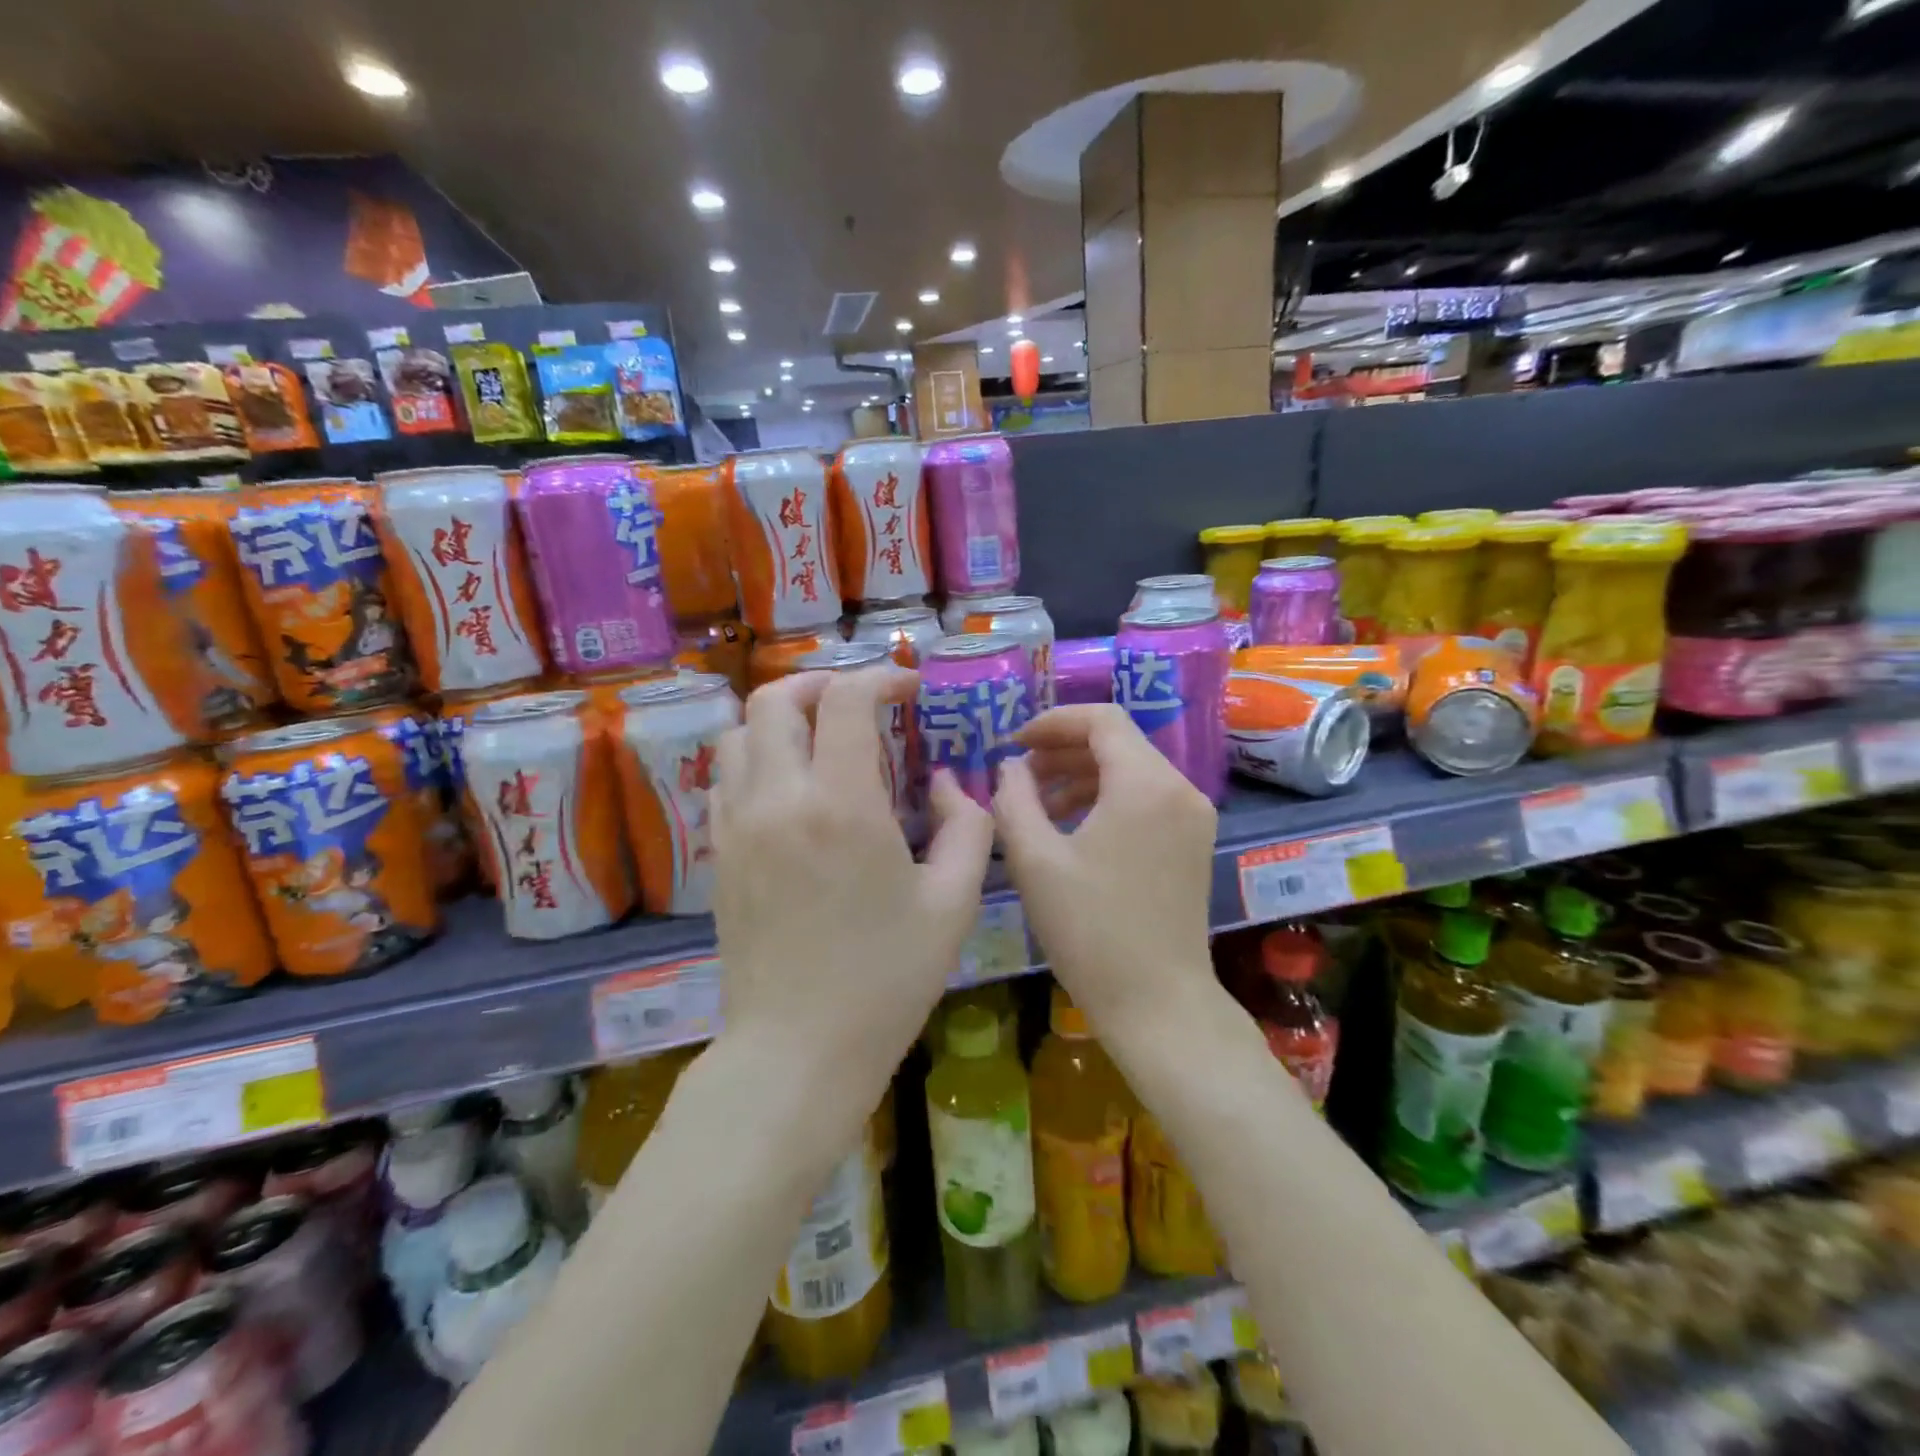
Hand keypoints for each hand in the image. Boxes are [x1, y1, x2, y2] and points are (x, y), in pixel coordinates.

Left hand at [710, 668, 994, 1123]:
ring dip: (780, 719)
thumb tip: (946, 783)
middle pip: (774, 699)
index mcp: (842, 804)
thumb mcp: (953, 904)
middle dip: (820, 683)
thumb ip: (966, 826)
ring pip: (738, 733)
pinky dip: (755, 759)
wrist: (797, 1051)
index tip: (908, 689)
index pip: (846, 700)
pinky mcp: (719, 854)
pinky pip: (725, 778)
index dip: (880, 677)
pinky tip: (789, 788)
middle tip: (858, 703)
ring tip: (820, 739)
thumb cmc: (886, 981)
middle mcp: (779, 799)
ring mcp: (738, 825)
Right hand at [992, 705, 1217, 1032]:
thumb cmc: (1091, 931)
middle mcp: (1180, 788)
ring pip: (1132, 770)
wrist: (1158, 1003)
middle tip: (1018, 775)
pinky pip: (1146, 799)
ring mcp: (1193, 816)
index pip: (1101, 719)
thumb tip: (1009, 767)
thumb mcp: (1035, 860)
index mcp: (1145, 783)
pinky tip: (1072, 826)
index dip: (1052, 722)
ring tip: (1036, 802)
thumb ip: (1014, 799)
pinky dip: (1107, 798)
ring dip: (1082, 775)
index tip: (1013, 744)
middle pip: (1118, 742)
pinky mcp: (1194, 842)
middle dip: (1063, 750)